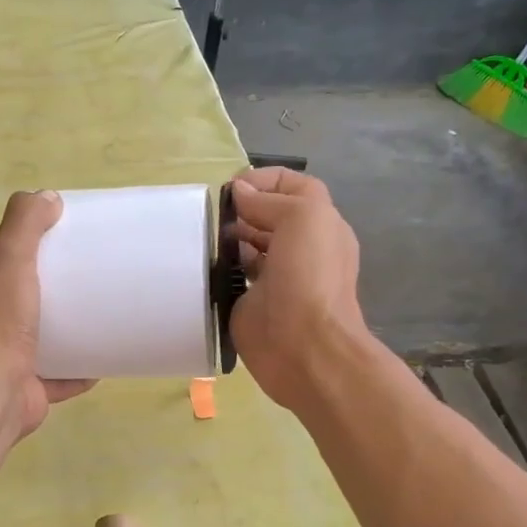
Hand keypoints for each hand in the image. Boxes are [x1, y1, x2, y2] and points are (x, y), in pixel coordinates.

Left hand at [0, 191, 94, 439]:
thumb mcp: (7, 259)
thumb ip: (23, 225)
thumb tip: (47, 198)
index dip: (11, 265)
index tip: (45, 259)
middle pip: (8, 312)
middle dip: (37, 303)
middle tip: (73, 290)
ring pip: (29, 348)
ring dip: (57, 339)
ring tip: (90, 322)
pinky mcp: (21, 394)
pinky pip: (53, 380)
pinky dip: (75, 373)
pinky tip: (100, 363)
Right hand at [228, 168, 370, 411]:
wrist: (304, 347)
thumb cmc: (309, 276)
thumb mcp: (302, 218)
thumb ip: (270, 200)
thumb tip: (239, 194)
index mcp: (320, 224)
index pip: (294, 186)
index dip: (264, 179)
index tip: (233, 187)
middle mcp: (301, 247)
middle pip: (269, 215)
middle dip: (243, 208)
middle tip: (214, 212)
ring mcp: (276, 277)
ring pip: (249, 245)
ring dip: (228, 236)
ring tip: (206, 235)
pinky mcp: (252, 302)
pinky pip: (233, 277)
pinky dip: (219, 267)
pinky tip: (206, 263)